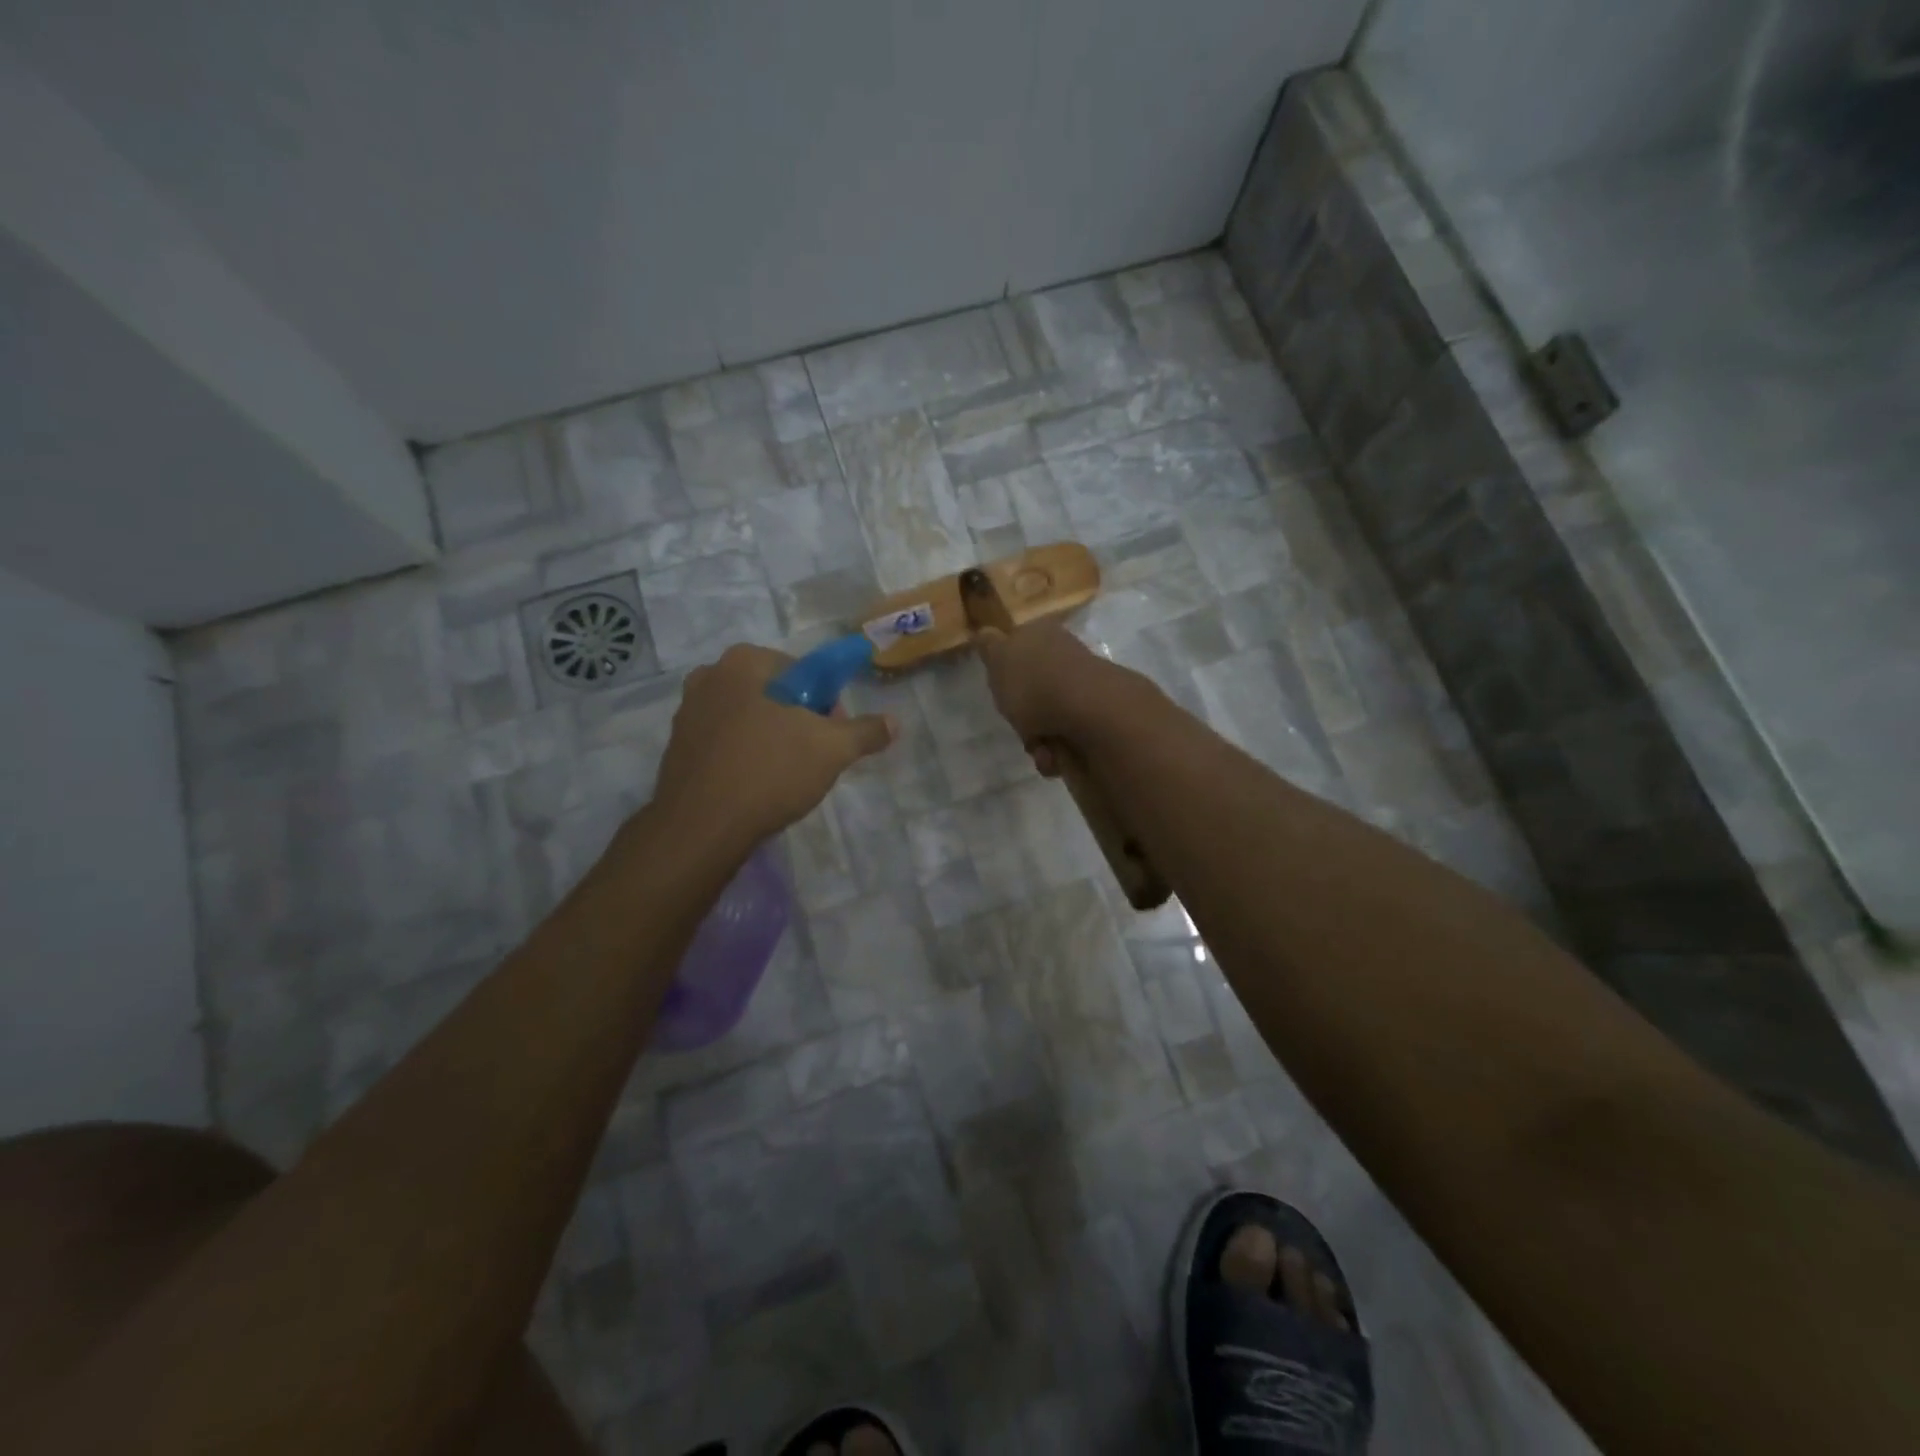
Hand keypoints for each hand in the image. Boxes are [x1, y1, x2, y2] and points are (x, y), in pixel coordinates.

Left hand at [653, 644, 894, 845]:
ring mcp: (687, 713)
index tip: (832, 734)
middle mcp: (709, 676)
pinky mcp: (677, 748)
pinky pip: (725, 743)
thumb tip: (895, 722)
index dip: (825, 703)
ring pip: (748, 719)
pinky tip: (756, 787)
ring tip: (785, 777)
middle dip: (798, 721)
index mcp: (743, 662)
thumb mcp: (832, 749)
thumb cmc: (769, 771)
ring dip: (771, 739)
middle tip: (814, 758)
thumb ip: (866, 731)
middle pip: (774, 694)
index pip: (802, 671)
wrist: (701, 827)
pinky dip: (744, 757)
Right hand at [975, 621, 1147, 773]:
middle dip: (1023, 716)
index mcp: (1044, 635)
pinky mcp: (1100, 719)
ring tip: (1040, 748)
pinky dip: (1058, 752)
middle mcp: (1067, 658)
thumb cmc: (1034, 682)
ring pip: (1050, 719)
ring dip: (1039, 739)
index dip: (1008, 674)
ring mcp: (1086, 689)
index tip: (1002, 691)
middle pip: (1035, 691)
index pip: (1020, 650)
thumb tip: (985, 632)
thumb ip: (989, 646)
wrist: (1089, 712)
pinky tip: (1055, 756)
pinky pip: (1069, 739)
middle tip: (1020, 725)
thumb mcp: (998, 657)